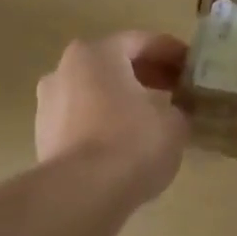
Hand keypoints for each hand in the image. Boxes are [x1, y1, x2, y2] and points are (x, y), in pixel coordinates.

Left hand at [35, 31, 191, 202]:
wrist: (82, 193)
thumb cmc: (132, 143)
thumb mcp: (174, 123)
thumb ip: (179, 108)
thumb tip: (177, 111)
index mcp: (96, 54)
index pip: (140, 42)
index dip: (172, 53)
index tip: (193, 67)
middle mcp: (64, 70)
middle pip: (113, 65)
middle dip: (147, 76)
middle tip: (177, 90)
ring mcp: (48, 104)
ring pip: (95, 93)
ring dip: (123, 100)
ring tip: (153, 118)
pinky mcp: (43, 137)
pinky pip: (83, 120)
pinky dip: (105, 123)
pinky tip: (127, 142)